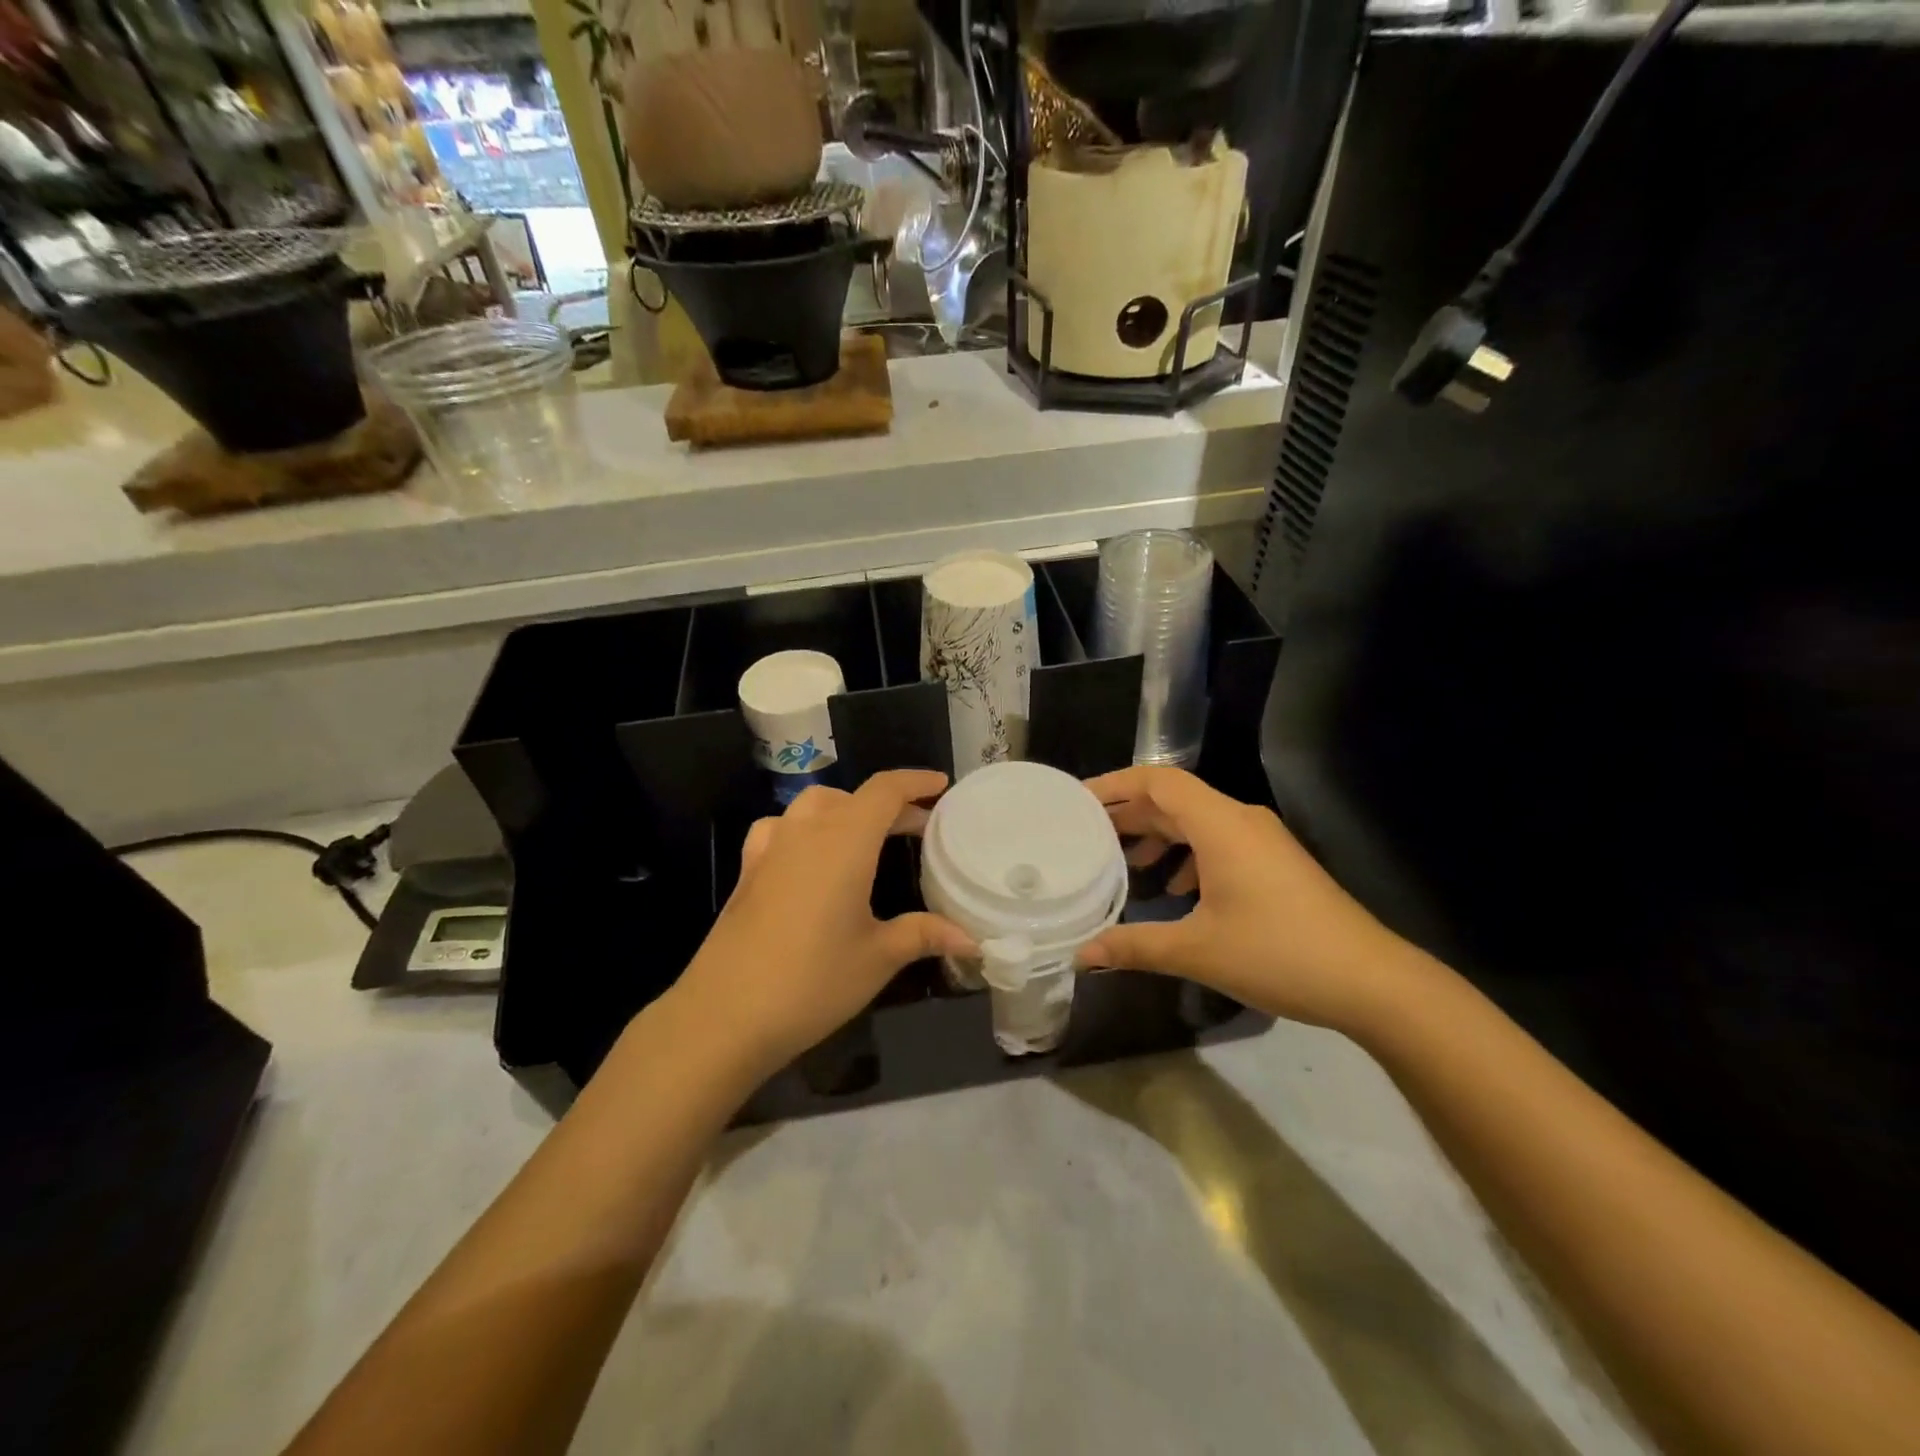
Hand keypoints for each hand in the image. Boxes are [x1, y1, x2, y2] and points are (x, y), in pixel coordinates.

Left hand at [674, 770, 975, 1073]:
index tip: (941, 786)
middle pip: (852, 797)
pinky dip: (806, 828)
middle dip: (889, 805)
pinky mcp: (747, 871)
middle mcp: (806, 831)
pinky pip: (781, 828)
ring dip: (846, 810)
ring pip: (813, 806)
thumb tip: (972, 940)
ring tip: (868, 837)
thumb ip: (925, 935)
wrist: (725, 1014)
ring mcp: (770, 848)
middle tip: (919, 827)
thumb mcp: (879, 957)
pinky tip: (809, 857)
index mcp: (845, 841)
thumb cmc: (813, 980)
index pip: (884, 791)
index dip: (915, 782)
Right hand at [1075, 766, 1418, 1030]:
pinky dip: (1188, 855)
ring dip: (1159, 835)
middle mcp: (1241, 820)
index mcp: (1221, 825)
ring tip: (1125, 862)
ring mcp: (1263, 841)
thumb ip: (1134, 946)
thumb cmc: (1278, 953)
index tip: (1079, 802)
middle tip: (1088, 834)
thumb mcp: (1197, 951)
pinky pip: (1219, 842)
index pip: (1158, 781)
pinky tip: (1176, 890)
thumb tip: (1081, 955)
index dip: (1115, 785)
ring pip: (1198, 822)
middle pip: (1174, 799)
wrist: (1371, 981)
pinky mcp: (1276, 863)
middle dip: (1130, 814)